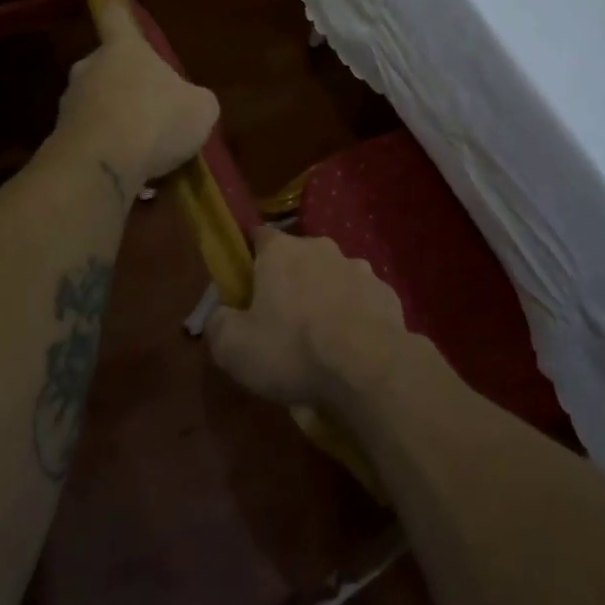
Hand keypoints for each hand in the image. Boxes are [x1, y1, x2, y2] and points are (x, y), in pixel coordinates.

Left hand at [58, 0, 218, 188]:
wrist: (103, 166)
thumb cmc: (157, 120)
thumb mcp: (201, 109)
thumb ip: (195, 99)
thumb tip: (191, 103)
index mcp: (124, 49)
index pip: (117, 19)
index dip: (118, 12)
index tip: (112, 3)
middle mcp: (90, 68)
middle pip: (107, 66)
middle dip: (125, 83)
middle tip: (149, 106)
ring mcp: (70, 104)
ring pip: (97, 104)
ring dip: (115, 119)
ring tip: (142, 149)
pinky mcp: (61, 139)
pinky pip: (91, 138)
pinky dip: (107, 150)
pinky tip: (128, 172)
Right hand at [205, 226, 408, 409]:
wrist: (368, 368)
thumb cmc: (292, 349)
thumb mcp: (234, 348)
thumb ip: (218, 324)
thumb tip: (220, 315)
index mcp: (281, 251)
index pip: (258, 237)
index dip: (250, 258)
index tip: (245, 285)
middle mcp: (321, 248)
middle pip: (298, 257)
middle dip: (290, 281)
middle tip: (281, 319)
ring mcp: (359, 268)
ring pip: (333, 277)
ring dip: (325, 297)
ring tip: (321, 338)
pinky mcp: (386, 293)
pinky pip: (362, 300)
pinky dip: (354, 316)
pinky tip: (351, 346)